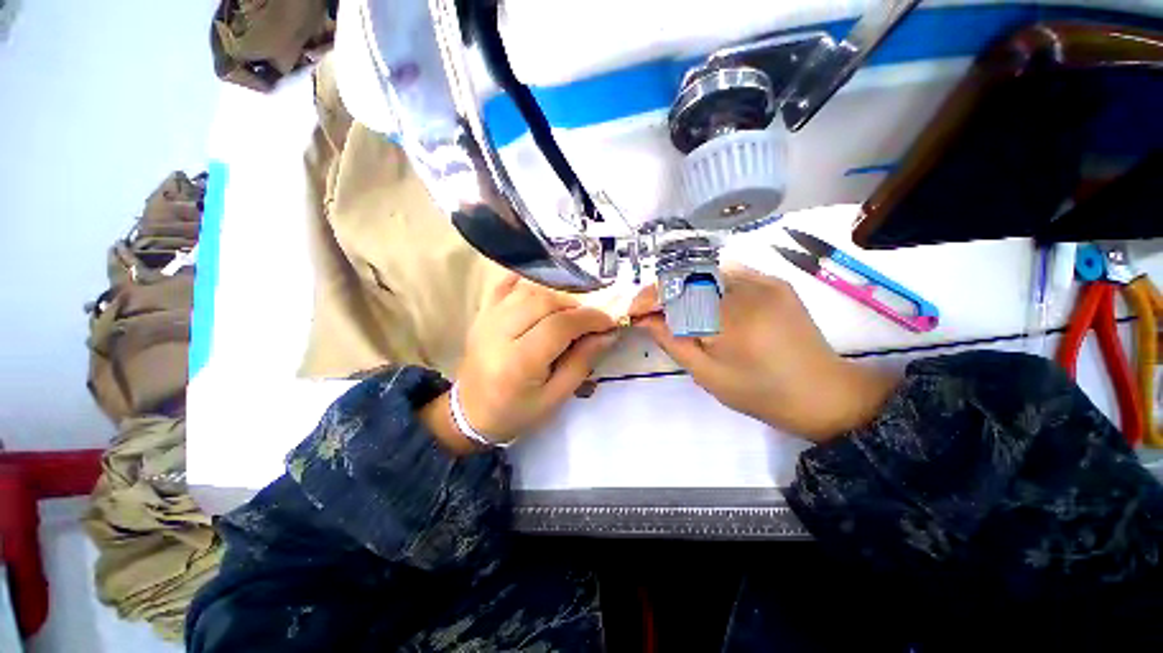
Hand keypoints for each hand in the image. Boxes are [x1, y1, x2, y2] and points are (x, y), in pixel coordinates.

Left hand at [422, 273, 618, 451]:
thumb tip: (607, 334)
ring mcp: (486, 320)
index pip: (559, 326)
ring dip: (555, 295)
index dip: (589, 319)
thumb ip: (582, 363)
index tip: (608, 321)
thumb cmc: (516, 412)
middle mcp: (498, 334)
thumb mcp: (555, 398)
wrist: (470, 413)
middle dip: (574, 306)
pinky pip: (504, 285)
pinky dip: (526, 281)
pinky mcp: (481, 314)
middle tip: (588, 320)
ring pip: (527, 290)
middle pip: (543, 301)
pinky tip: (542, 287)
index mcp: (518, 363)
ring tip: (568, 312)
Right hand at [630, 265, 897, 441]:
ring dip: (683, 285)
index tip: (634, 311)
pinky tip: (703, 300)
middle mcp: (748, 292)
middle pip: (689, 275)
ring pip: (708, 270)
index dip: (650, 298)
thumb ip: (673, 342)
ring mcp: (765, 282)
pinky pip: (729, 271)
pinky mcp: (775, 282)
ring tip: (673, 307)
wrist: (822, 393)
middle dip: (663, 290)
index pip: (678, 293)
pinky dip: (707, 281)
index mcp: (731, 321)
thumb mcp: (707, 375)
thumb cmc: (760, 393)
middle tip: (651, 311)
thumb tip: (645, 319)